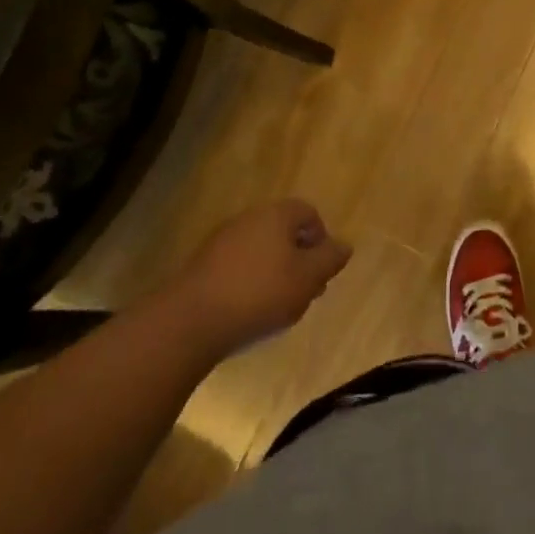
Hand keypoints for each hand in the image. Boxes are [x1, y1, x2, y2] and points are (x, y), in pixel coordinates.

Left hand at [173, 199, 351, 353]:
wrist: (190, 320)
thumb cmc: (259, 293)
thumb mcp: (307, 278)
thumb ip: (329, 259)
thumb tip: (344, 245)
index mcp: (276, 214)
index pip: (309, 213)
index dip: (321, 240)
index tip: (321, 271)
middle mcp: (249, 218)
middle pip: (284, 232)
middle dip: (298, 260)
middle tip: (304, 292)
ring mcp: (222, 240)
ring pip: (261, 251)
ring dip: (274, 273)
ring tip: (277, 307)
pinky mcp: (203, 265)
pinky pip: (238, 267)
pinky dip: (249, 283)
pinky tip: (248, 311)